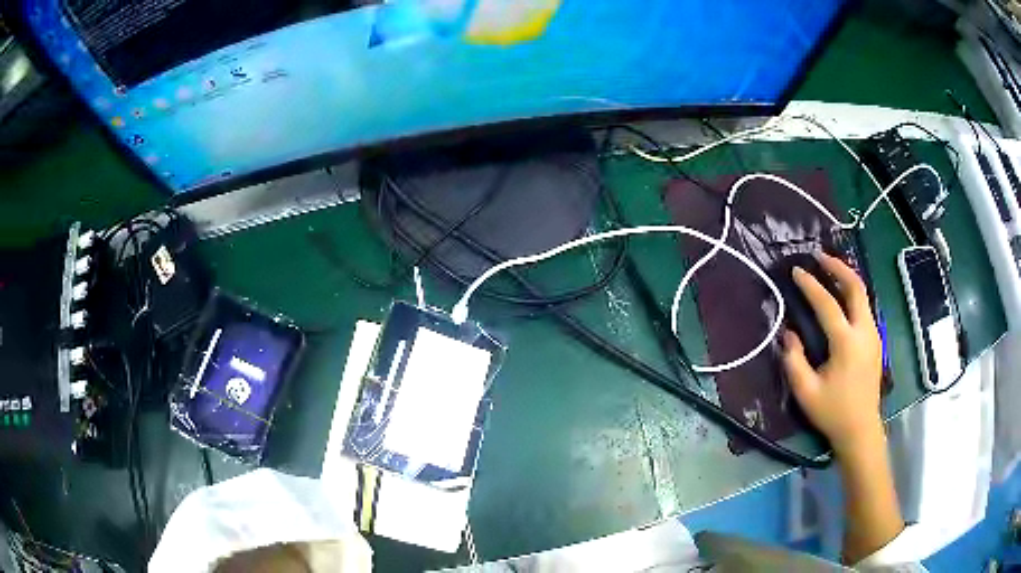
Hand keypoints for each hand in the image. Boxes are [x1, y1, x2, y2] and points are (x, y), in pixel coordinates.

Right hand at [781, 253, 883, 455]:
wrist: (861, 429)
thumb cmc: (832, 412)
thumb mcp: (806, 392)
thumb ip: (794, 360)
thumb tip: (789, 333)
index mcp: (846, 342)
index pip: (827, 304)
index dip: (810, 285)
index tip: (796, 271)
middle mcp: (864, 331)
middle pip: (856, 287)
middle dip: (838, 267)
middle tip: (819, 256)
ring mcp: (874, 335)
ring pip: (863, 295)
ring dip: (846, 278)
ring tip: (829, 269)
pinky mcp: (876, 341)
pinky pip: (865, 307)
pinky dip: (852, 293)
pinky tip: (842, 296)